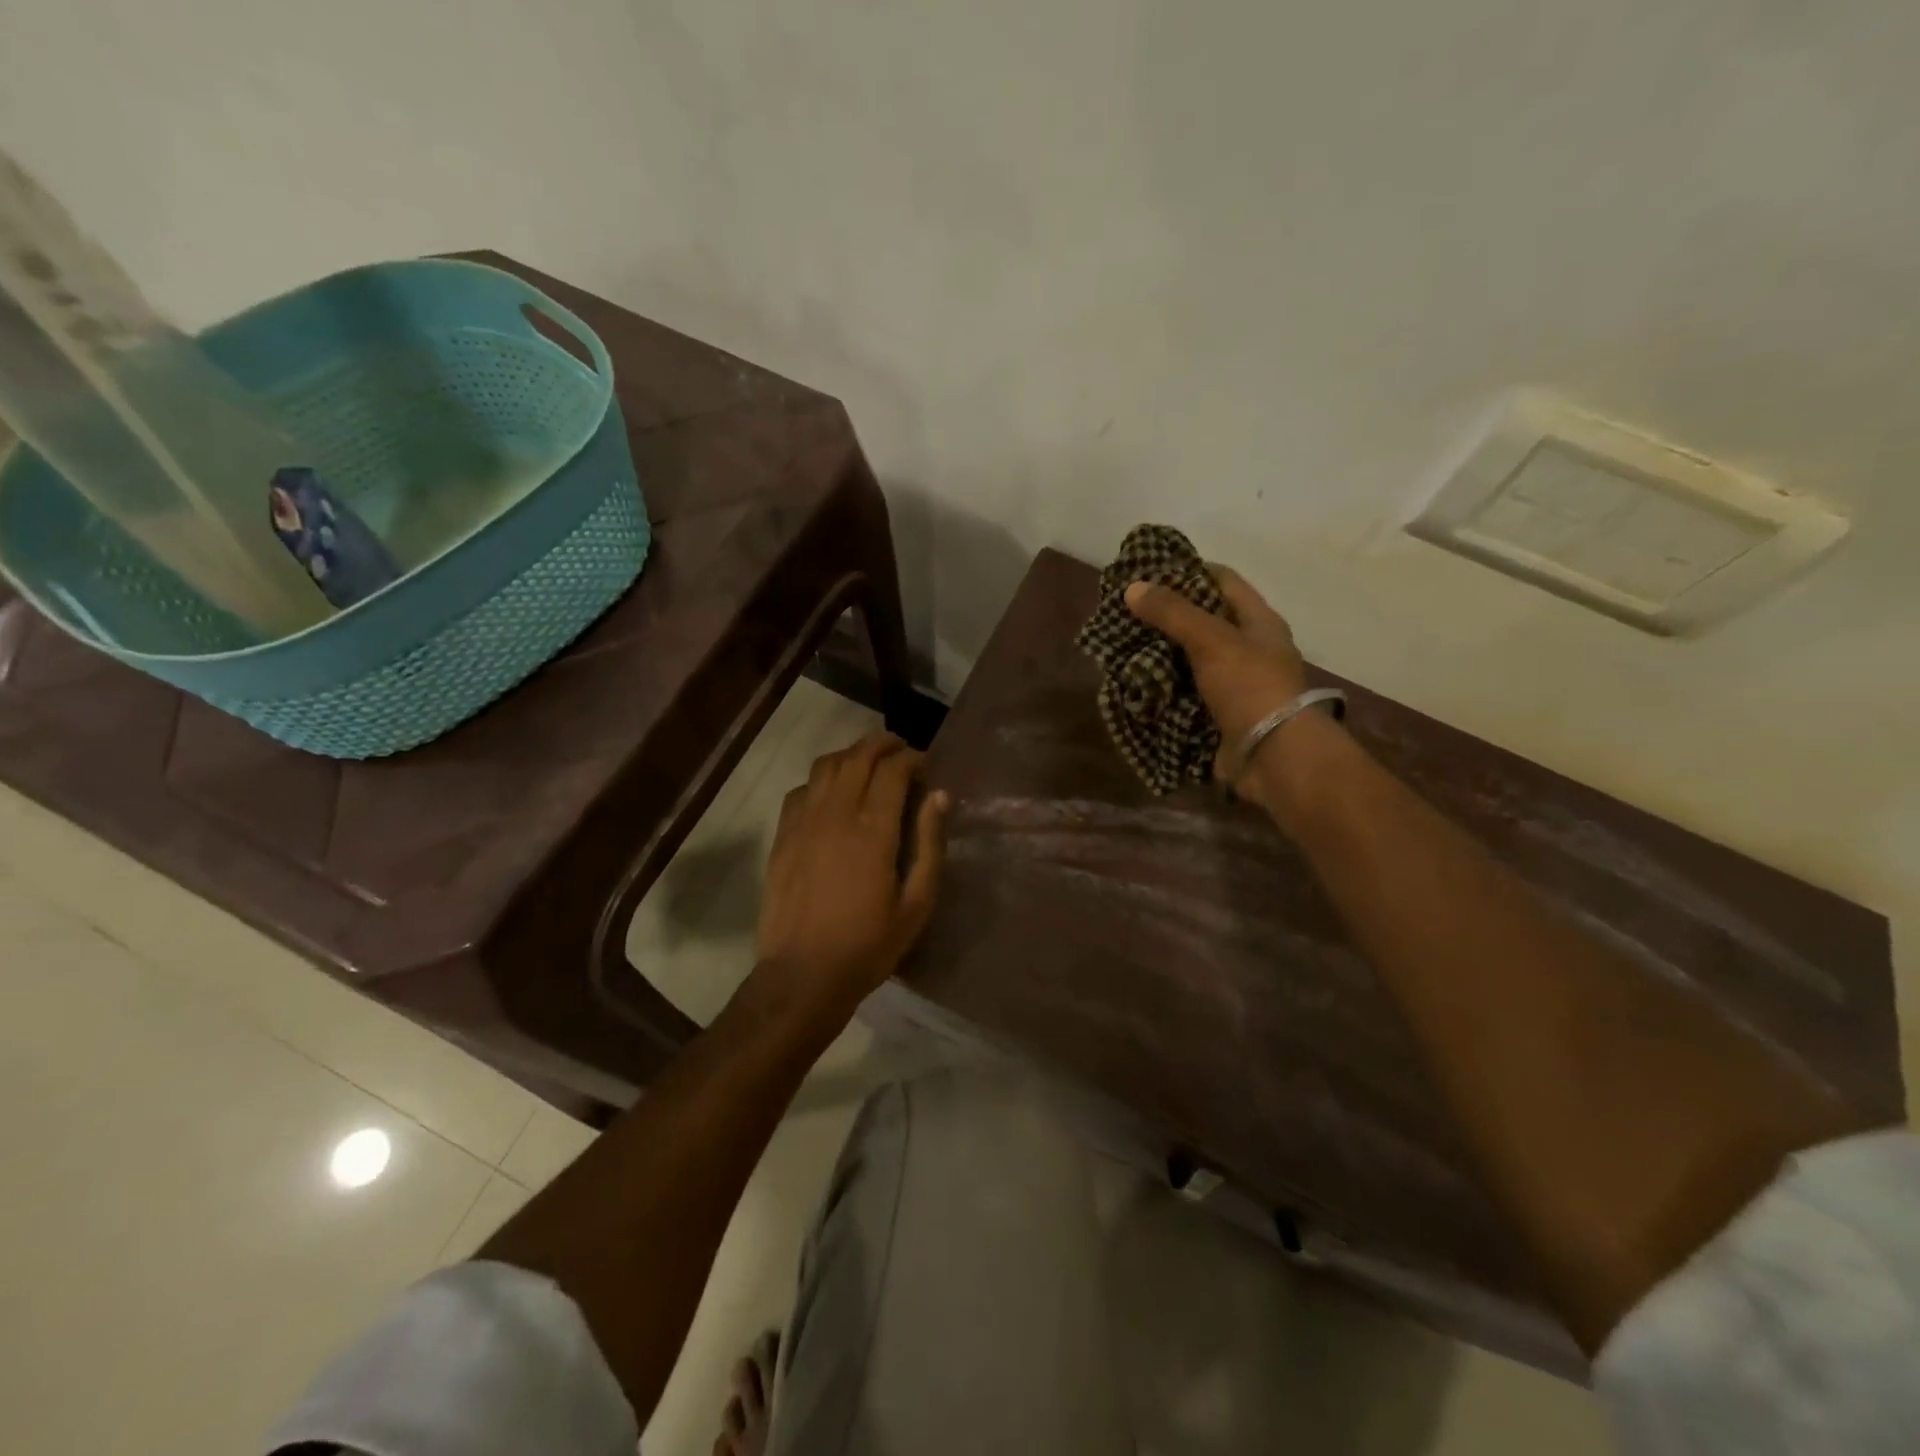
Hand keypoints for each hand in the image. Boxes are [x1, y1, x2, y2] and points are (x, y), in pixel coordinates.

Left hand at [755, 732, 948, 1022]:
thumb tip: (939, 796)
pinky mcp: (783, 836)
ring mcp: (803, 822)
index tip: (925, 764)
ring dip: (850, 755)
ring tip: (867, 763)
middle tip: (900, 750)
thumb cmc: (868, 945)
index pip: (892, 770)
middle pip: (857, 757)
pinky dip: (820, 780)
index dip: (911, 758)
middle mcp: (835, 814)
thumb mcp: (916, 903)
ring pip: (825, 766)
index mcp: (873, 830)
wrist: (803, 975)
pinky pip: (800, 789)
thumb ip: (929, 844)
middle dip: (882, 744)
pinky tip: (831, 794)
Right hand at [1124, 566, 1310, 797]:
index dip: (1189, 571)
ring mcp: (1234, 685)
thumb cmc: (1250, 687)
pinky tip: (1135, 684)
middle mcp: (1249, 649)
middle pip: (1204, 622)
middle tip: (1127, 613)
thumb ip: (1173, 612)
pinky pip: (1185, 695)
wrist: (1273, 756)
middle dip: (1166, 617)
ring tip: (1123, 646)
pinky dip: (1163, 690)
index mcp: (1259, 622)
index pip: (1223, 581)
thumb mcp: (1212, 640)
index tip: (1149, 573)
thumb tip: (1132, 587)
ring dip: (1160, 655)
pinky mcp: (1218, 715)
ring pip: (1190, 660)